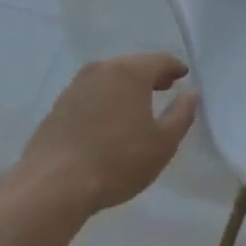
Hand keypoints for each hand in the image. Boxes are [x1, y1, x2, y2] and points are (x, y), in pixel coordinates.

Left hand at [20, 53, 198, 216]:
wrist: (52, 185)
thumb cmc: (117, 161)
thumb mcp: (162, 143)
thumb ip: (182, 114)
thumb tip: (193, 92)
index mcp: (130, 72)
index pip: (160, 60)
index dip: (175, 68)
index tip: (184, 76)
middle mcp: (102, 69)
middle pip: (133, 65)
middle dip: (151, 75)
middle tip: (165, 88)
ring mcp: (76, 85)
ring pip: (110, 78)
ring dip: (126, 87)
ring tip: (137, 106)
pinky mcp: (58, 105)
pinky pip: (91, 94)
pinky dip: (105, 100)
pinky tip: (108, 121)